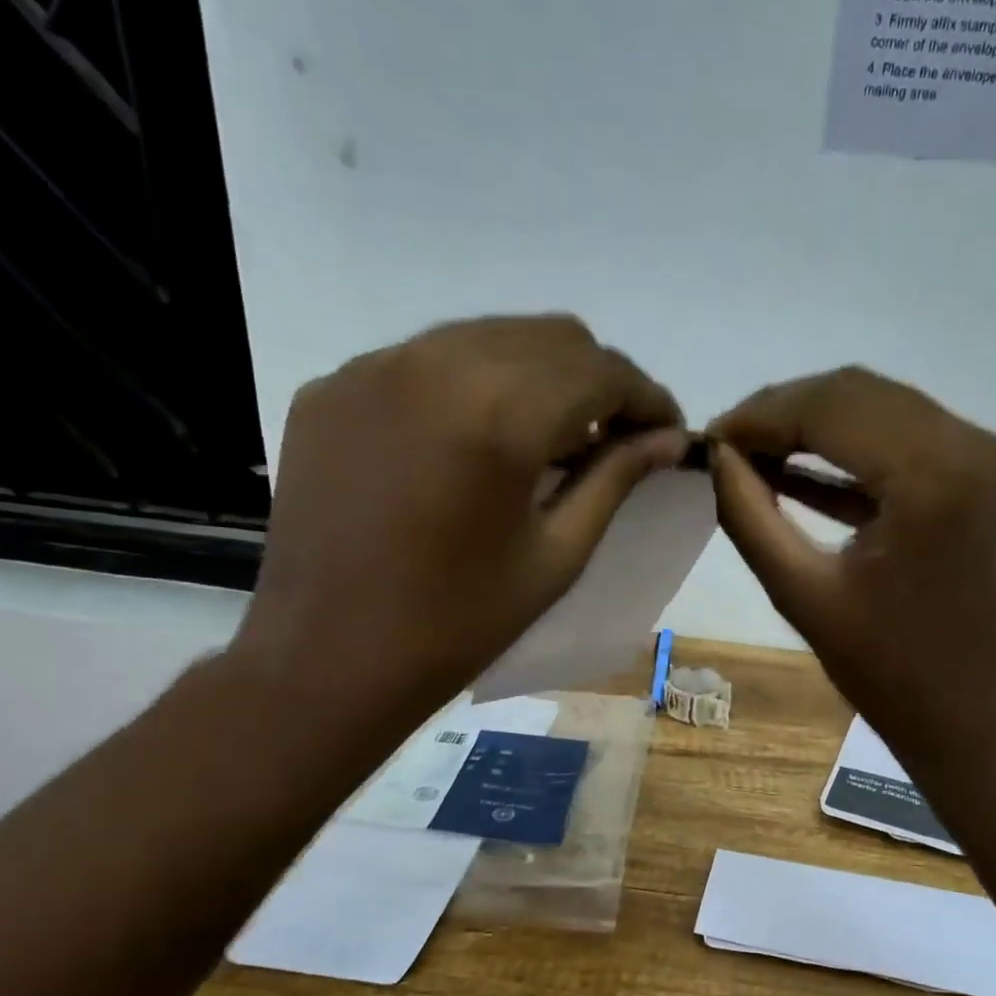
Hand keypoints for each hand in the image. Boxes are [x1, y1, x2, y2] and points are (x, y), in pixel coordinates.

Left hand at [229, 315, 686, 740]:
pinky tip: (472, 442)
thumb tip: (669, 439)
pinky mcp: (332, 387)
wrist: (327, 658)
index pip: (601, 371)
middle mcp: (434, 364)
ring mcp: (372, 368)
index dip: (647, 397)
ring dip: (537, 375)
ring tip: (549, 437)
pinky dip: (470, 386)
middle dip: (597, 381)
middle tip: (613, 437)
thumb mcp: (556, 557)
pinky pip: (425, 361)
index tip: (666, 432)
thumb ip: (615, 480)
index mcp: (499, 414)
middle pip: (550, 337)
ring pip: (487, 337)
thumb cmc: (459, 624)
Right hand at [708, 367, 995, 764]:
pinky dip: (849, 450)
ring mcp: (987, 457)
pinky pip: (903, 440)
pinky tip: (794, 468)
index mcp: (934, 478)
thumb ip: (749, 515)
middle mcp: (974, 447)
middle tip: (726, 446)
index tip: (708, 438)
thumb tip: (715, 456)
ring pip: (880, 408)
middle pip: (858, 395)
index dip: (761, 416)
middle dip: (784, 413)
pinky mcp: (984, 474)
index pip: (831, 408)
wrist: (969, 716)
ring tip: (751, 455)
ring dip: (813, 425)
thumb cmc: (885, 672)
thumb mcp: (801, 593)